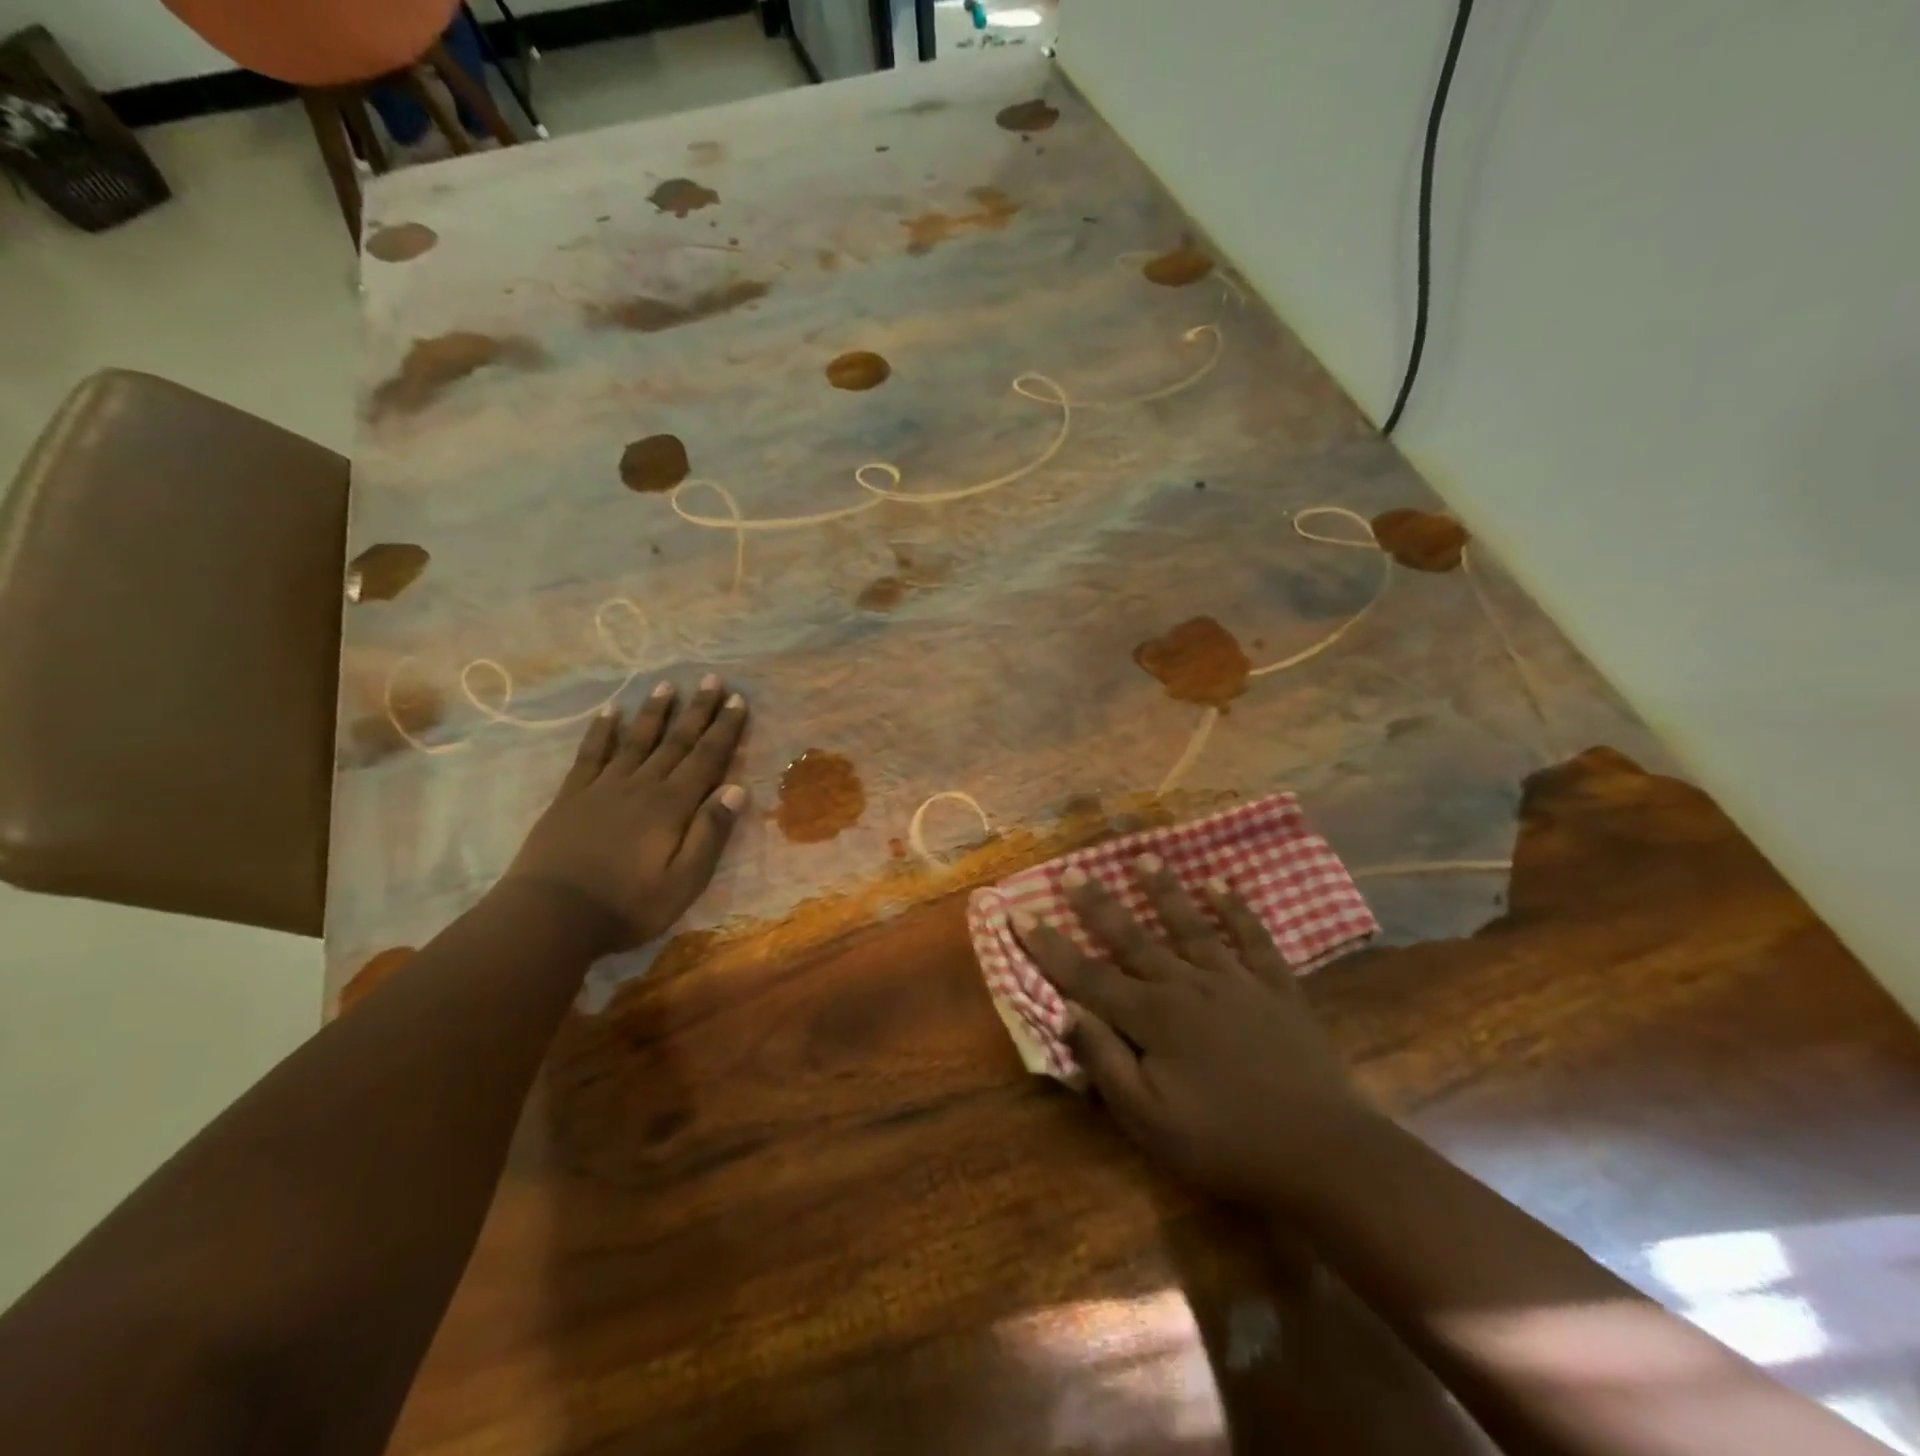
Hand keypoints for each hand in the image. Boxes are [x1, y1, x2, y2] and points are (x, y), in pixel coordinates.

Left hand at [503, 676, 748, 952]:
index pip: (706, 758)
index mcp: (671, 806)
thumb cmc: (627, 905)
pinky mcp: (572, 796)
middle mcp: (641, 786)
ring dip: (654, 713)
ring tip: (666, 686)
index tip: (738, 700)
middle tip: (710, 680)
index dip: (724, 729)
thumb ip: (709, 833)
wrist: (549, 916)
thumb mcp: (684, 882)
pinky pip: (591, 754)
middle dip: (697, 711)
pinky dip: (601, 731)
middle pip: (675, 742)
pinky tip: (609, 712)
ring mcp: (603, 788)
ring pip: (635, 741)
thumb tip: (736, 789)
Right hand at [1014, 857, 1386, 1206]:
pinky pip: (1253, 938)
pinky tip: (1221, 884)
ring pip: (1190, 926)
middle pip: (1133, 938)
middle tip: (1072, 871)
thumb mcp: (1151, 1121)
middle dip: (1097, 904)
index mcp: (1153, 1019)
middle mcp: (1187, 986)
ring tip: (1144, 857)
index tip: (1019, 912)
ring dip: (1164, 891)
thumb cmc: (1226, 1144)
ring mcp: (1235, 981)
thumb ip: (1106, 1063)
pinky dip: (1237, 910)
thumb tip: (1066, 1012)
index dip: (1049, 945)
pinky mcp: (1277, 987)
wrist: (1323, 1153)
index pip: (1087, 975)